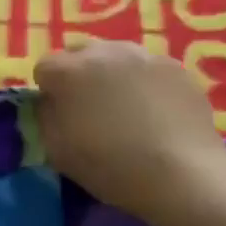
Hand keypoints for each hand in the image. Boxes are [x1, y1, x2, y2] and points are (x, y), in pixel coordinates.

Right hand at [34, 41, 225, 220]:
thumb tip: (51, 102)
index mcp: (69, 71)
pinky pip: (147, 67)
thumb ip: (46, 117)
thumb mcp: (57, 151)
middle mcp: (104, 51)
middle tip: (90, 108)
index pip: (44, 68)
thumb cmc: (111, 166)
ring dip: (111, 74)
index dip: (49, 91)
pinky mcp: (175, 66)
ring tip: (125, 107)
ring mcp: (143, 55)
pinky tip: (154, 111)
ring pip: (116, 56)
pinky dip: (143, 82)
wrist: (181, 174)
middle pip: (80, 53)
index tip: (60, 114)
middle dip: (79, 75)